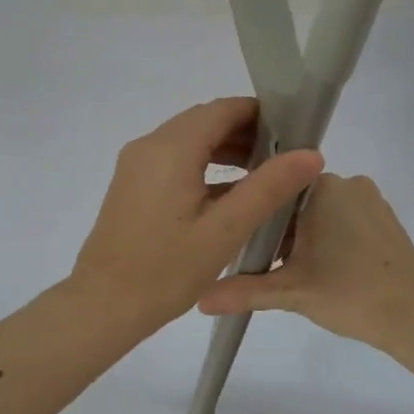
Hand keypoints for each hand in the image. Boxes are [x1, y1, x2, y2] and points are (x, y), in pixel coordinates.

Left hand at [71, 99, 323, 331]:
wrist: (102, 304)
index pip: (223, 109)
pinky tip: (227, 192)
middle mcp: (150, 144)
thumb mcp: (225, 230)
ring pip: (189, 138)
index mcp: (172, 147)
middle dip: (245, 131)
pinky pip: (174, 157)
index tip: (294, 133)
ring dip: (225, 148)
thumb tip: (311, 153)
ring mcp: (137, 162)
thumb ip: (269, 187)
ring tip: (262, 174)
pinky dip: (203, 164)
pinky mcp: (132, 182)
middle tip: (284, 157)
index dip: (261, 114)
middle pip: (205, 120)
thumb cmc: (166, 269)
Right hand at [197, 173, 413, 352]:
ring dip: (306, 236)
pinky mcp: (385, 218)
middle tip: (272, 266)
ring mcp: (370, 199)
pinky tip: (327, 270)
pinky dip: (331, 238)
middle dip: (282, 231)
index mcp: (321, 187)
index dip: (258, 216)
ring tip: (298, 272)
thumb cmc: (349, 294)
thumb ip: (243, 290)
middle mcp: (347, 181)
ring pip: (321, 211)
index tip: (248, 244)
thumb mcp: (290, 292)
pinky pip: (345, 218)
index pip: (275, 188)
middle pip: (296, 201)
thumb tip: (198, 299)